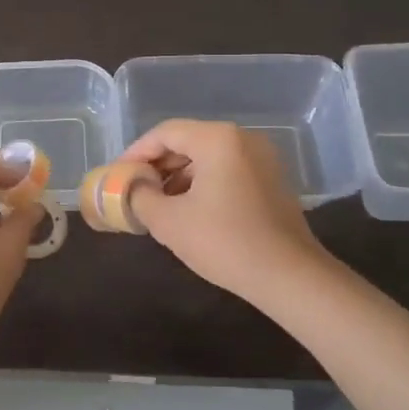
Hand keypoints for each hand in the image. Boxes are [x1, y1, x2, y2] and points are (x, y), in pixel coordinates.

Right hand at [120, 119, 329, 302]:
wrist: (290, 276)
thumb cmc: (224, 242)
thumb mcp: (169, 221)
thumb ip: (140, 196)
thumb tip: (132, 186)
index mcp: (217, 139)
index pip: (165, 133)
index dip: (136, 152)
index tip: (118, 176)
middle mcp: (242, 138)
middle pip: (187, 140)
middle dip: (157, 164)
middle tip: (134, 189)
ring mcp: (261, 158)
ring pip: (207, 156)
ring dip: (178, 175)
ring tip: (156, 203)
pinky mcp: (271, 179)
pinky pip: (226, 169)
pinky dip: (202, 182)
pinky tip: (188, 209)